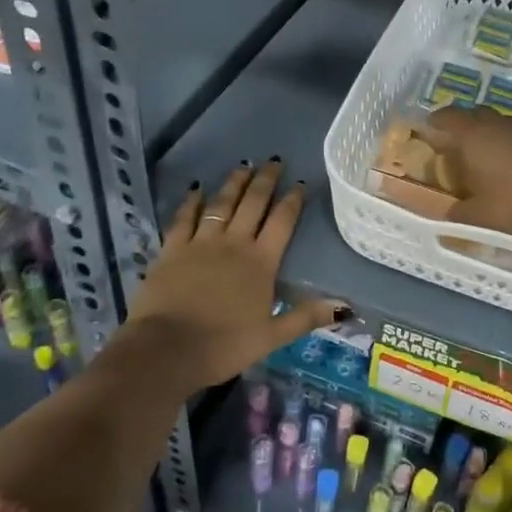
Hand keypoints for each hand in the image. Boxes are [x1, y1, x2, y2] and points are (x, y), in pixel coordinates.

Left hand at [119, 161, 346, 394]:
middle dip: (266, 181)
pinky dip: (191, 202)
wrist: (166, 350)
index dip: (293, 201)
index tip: (300, 184)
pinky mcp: (171, 250)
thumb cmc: (224, 345)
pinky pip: (183, 218)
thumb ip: (306, 317)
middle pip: (253, 204)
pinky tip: (196, 189)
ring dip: (234, 183)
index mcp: (261, 263)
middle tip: (274, 161)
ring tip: (244, 166)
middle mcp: (234, 244)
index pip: (282, 222)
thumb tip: (344, 307)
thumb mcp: (272, 337)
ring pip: (221, 204)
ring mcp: (201, 243)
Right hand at [422, 104, 511, 248]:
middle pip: (474, 114)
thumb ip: (458, 213)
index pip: (447, 116)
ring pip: (497, 123)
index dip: (436, 122)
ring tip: (480, 157)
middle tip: (453, 146)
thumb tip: (447, 216)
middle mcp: (495, 124)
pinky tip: (506, 167)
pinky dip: (506, 145)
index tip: (428, 131)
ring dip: (486, 134)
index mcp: (472, 135)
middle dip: (462, 125)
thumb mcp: (478, 214)